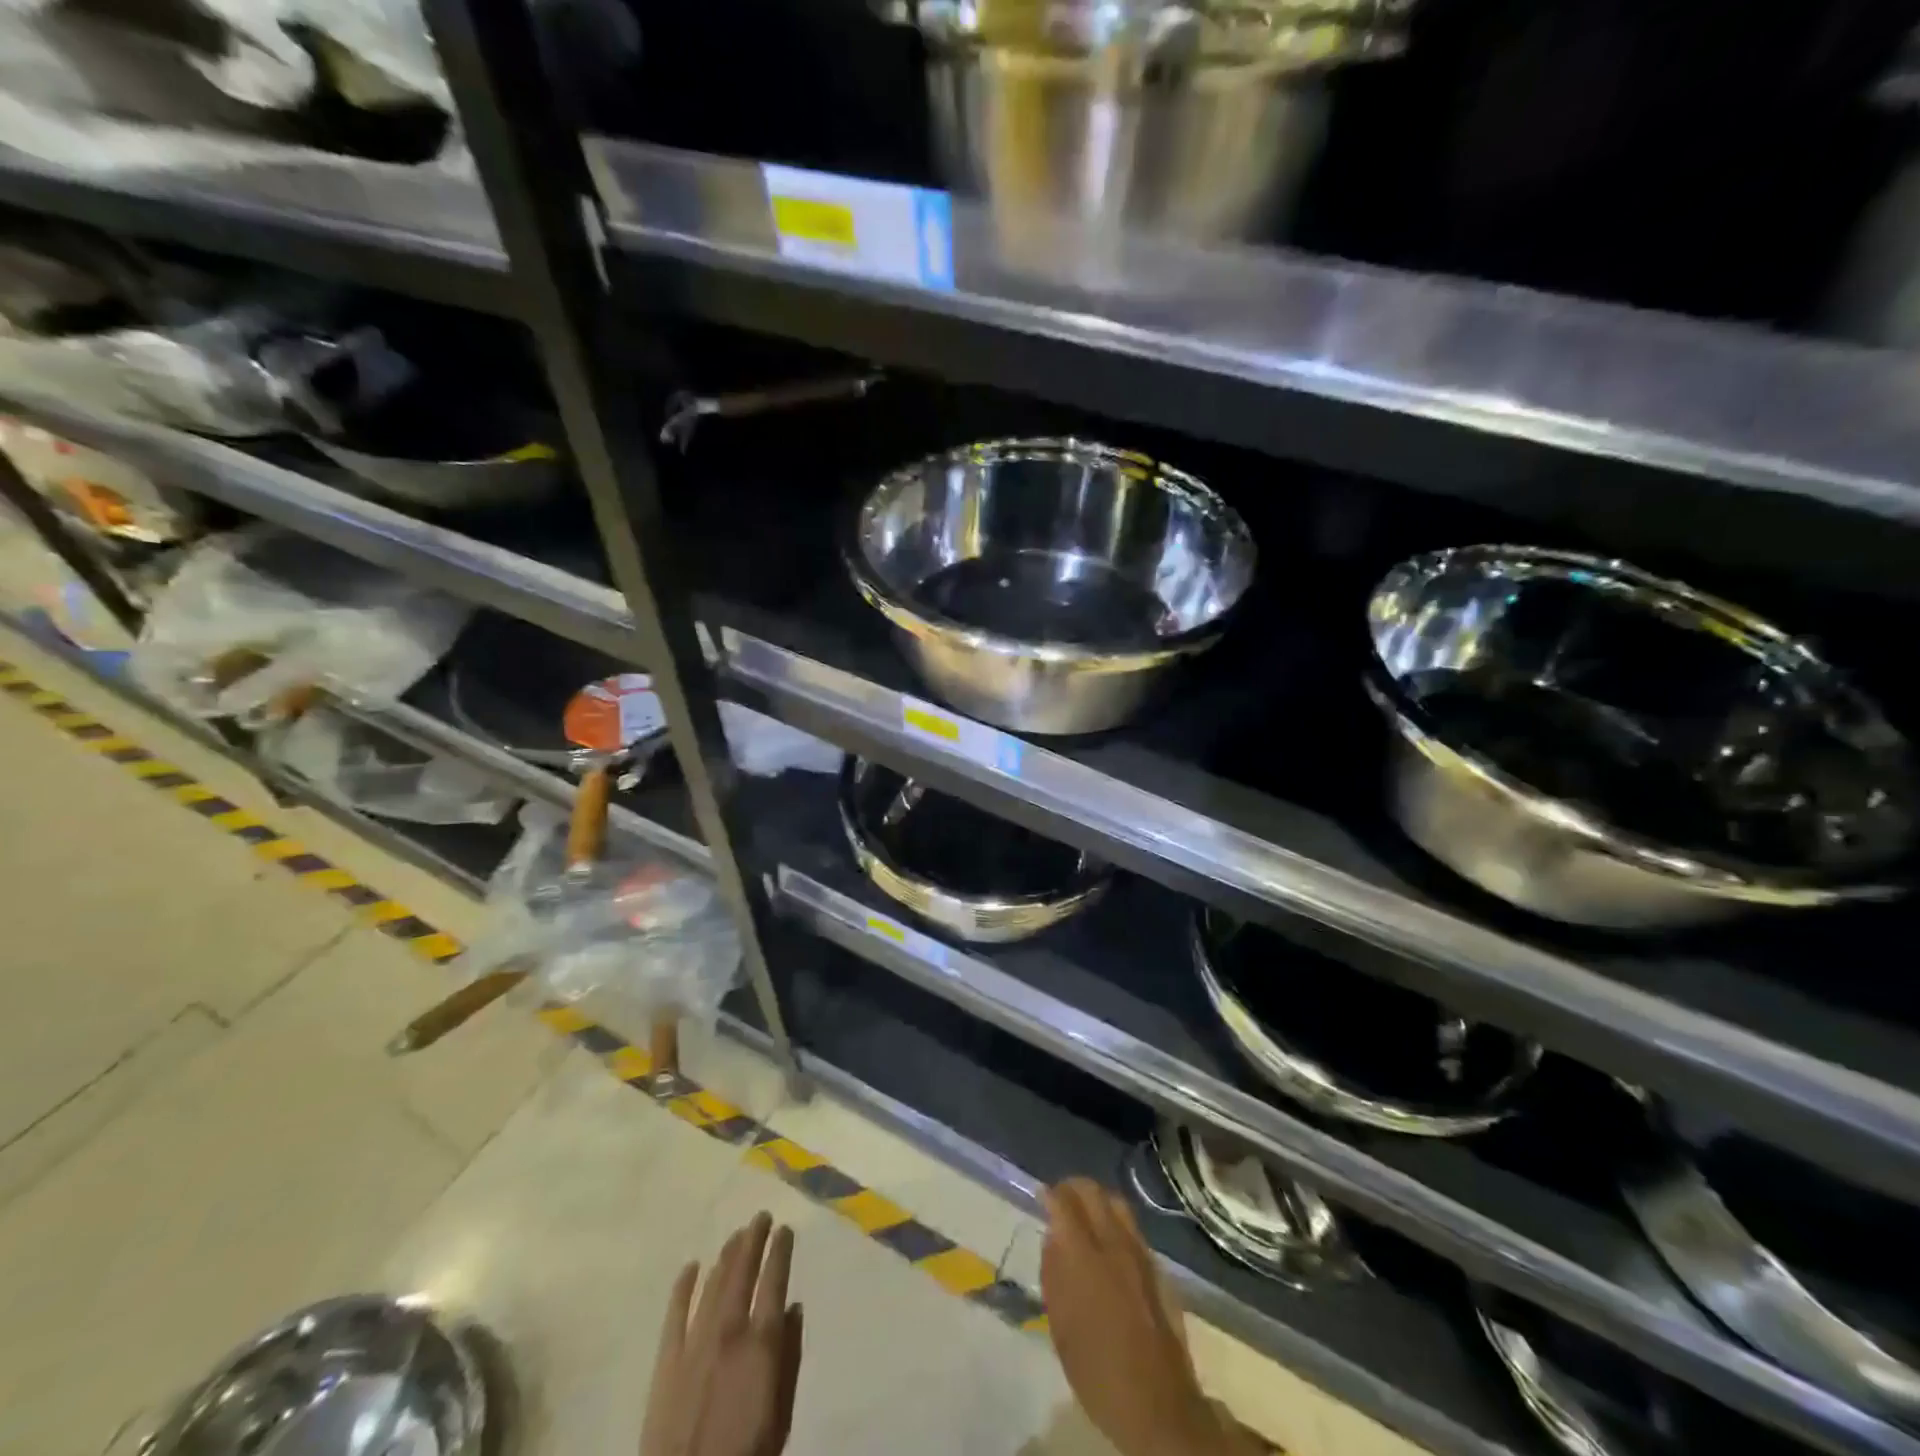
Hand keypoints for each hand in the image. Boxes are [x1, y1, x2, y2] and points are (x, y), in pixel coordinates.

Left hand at [641, 1212, 803, 1455]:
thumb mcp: (781, 1416)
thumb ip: (789, 1359)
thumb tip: (793, 1309)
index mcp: (761, 1343)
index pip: (774, 1281)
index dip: (780, 1251)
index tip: (785, 1229)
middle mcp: (729, 1331)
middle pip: (743, 1272)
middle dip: (753, 1240)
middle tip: (760, 1216)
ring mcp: (694, 1343)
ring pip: (713, 1284)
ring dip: (726, 1256)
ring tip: (735, 1235)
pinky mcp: (666, 1360)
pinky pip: (675, 1313)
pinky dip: (684, 1286)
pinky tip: (691, 1266)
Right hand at [1041, 1179, 1258, 1455]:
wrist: (1159, 1407)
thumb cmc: (1099, 1374)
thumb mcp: (1061, 1329)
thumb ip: (1054, 1275)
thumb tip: (1052, 1238)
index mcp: (1085, 1258)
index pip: (1065, 1203)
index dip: (1050, 1194)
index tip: (1041, 1196)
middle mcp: (1114, 1245)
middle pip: (1093, 1192)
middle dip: (1073, 1188)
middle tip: (1060, 1200)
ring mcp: (1140, 1254)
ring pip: (1117, 1203)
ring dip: (1097, 1200)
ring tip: (1084, 1215)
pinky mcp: (1157, 1268)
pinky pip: (1132, 1227)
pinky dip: (1115, 1220)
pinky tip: (1108, 1241)